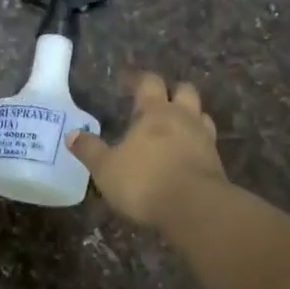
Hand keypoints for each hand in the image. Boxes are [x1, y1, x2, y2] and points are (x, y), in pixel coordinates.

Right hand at [66, 71, 227, 227]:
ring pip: (201, 115)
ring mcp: (204, 139)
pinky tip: (186, 155)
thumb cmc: (144, 182)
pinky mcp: (217, 163)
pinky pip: (207, 143)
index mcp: (155, 112)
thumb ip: (90, 150)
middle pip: (184, 91)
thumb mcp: (106, 168)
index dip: (139, 79)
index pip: (149, 82)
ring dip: (190, 116)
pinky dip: (197, 143)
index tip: (129, 82)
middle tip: (157, 101)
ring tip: (175, 127)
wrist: (195, 209)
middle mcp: (183, 118)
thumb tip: (72, 134)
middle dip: (172, 91)